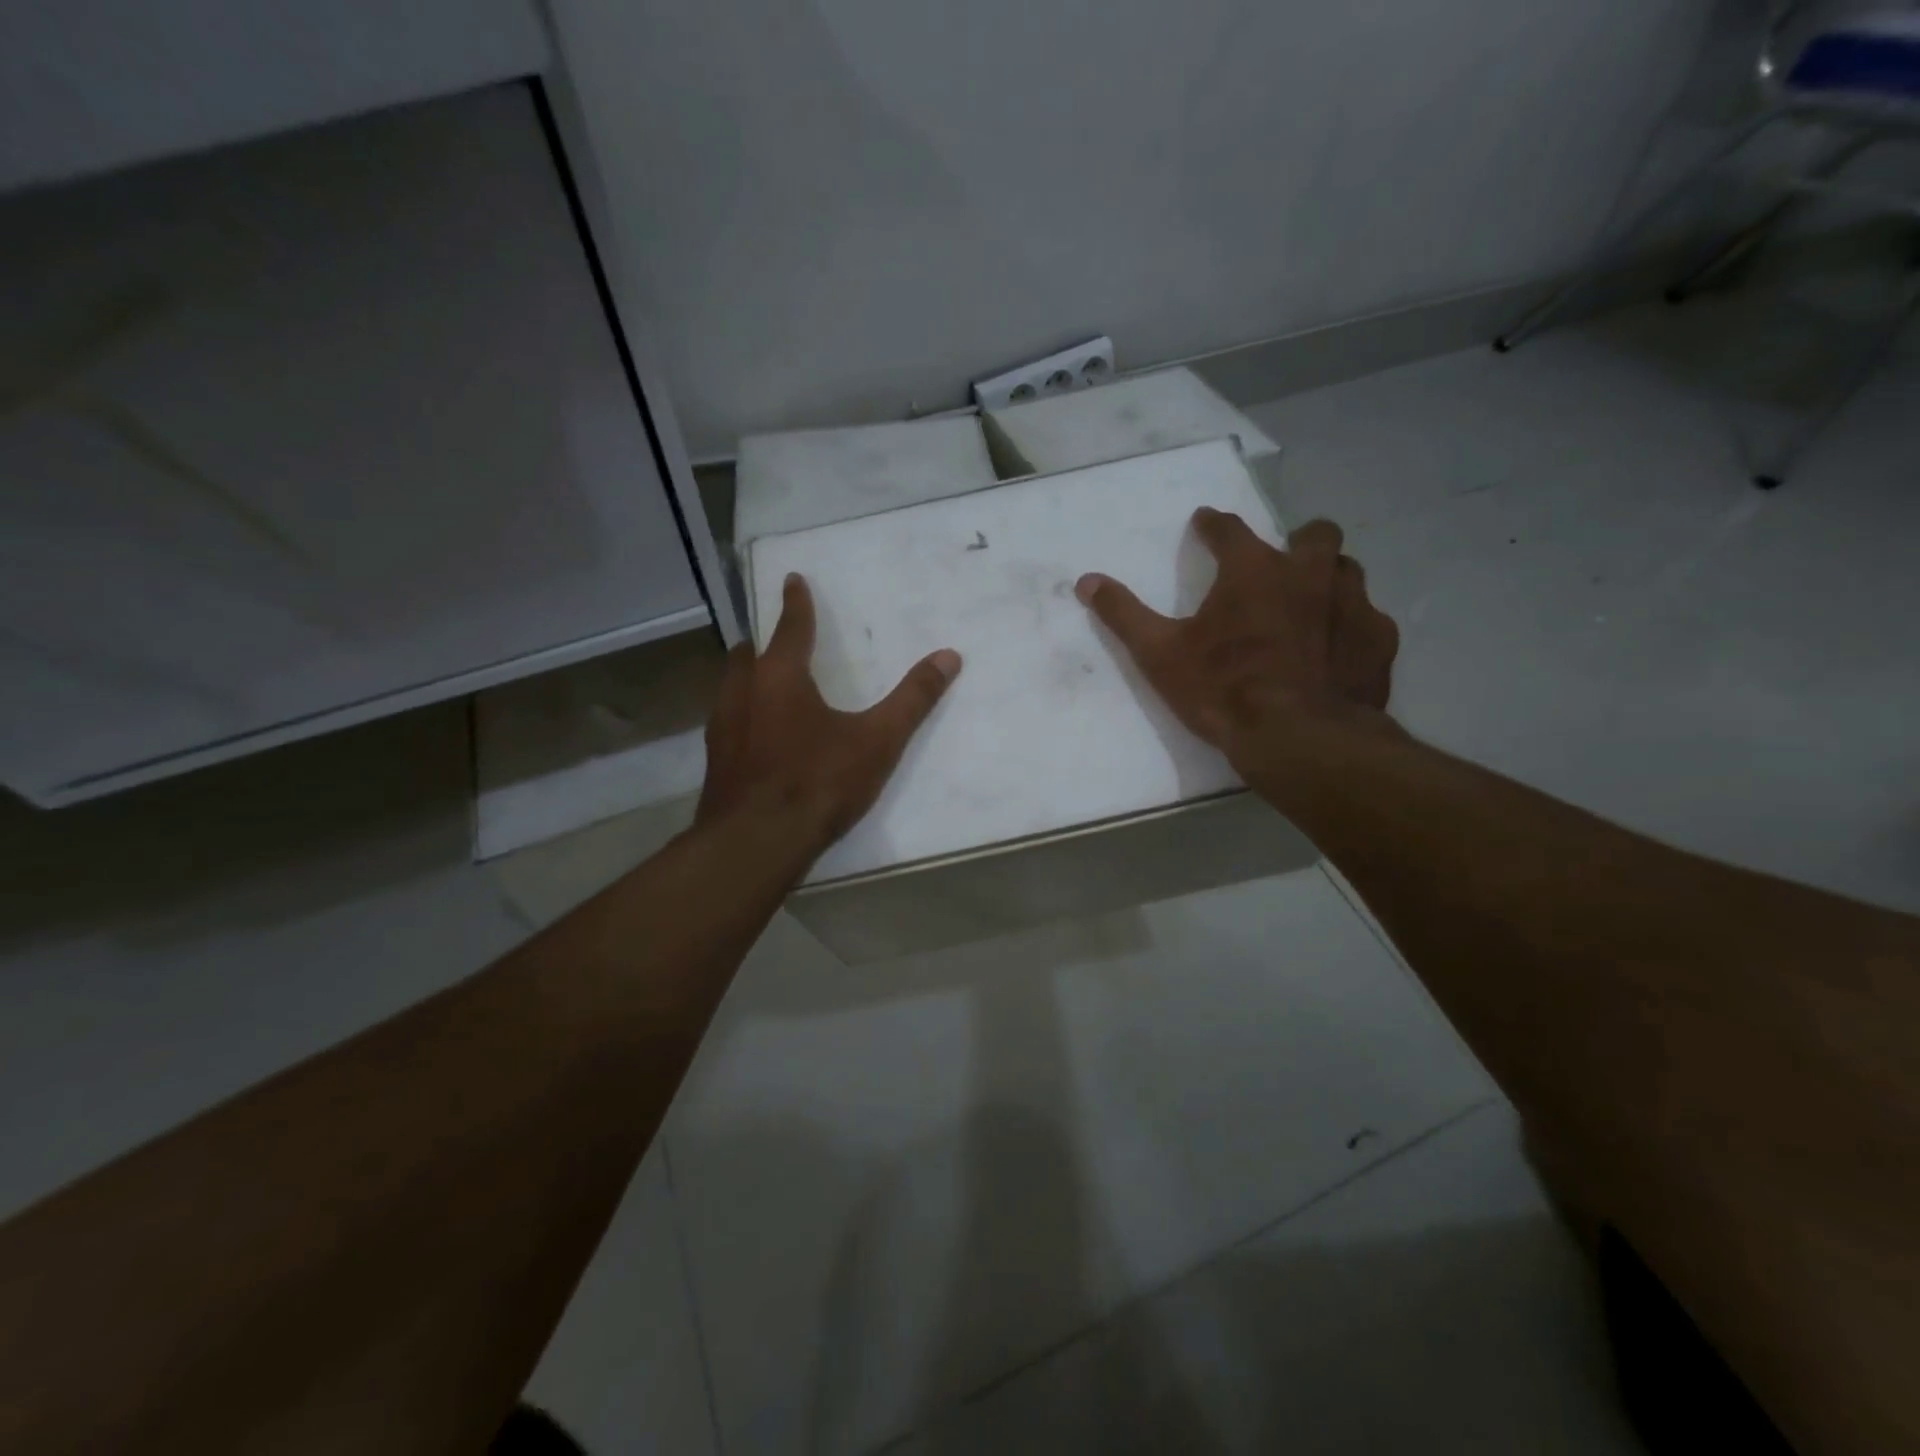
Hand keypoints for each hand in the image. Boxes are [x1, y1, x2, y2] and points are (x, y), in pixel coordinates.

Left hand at [698, 574, 961, 854]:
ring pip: (731, 687)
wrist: (755, 843)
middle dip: (763, 643)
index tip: (792, 579)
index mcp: (780, 676)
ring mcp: (722, 727)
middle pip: (748, 654)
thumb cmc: (818, 782)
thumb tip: (949, 656)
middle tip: (777, 641)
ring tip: (766, 684)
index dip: (796, 602)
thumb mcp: (877, 740)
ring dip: (748, 678)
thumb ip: (913, 698)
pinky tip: (758, 737)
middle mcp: (742, 692)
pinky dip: (742, 714)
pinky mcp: (715, 761)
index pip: (790, 626)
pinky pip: (727, 721)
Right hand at [1074, 511, 1397, 769]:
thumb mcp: (1159, 654)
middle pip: (1314, 534)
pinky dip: (1352, 628)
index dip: (1213, 525)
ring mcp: (1353, 604)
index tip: (1205, 523)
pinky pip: (1369, 620)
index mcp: (1254, 570)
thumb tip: (1086, 581)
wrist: (1299, 740)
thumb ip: (1124, 614)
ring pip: (1347, 571)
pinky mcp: (1378, 641)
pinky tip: (1338, 652)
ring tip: (1310, 607)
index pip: (1229, 529)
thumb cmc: (1223, 690)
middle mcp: (1310, 573)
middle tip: (1279, 567)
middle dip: (1296, 541)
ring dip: (1327, 580)